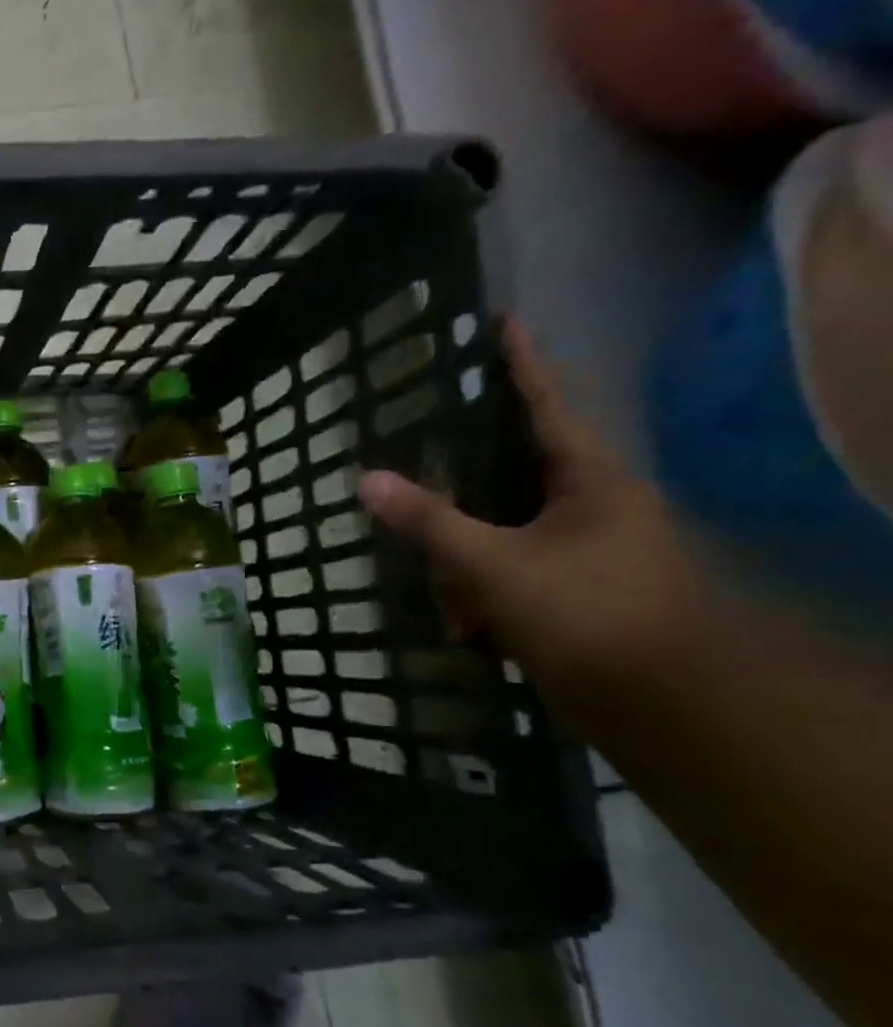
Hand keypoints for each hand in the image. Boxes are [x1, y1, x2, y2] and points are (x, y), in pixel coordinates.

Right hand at [358, 322, 709, 737]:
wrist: (661, 702)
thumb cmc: (584, 612)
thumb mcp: (491, 564)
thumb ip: (428, 520)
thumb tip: (366, 479)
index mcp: (589, 480)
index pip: (545, 404)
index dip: (520, 364)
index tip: (502, 323)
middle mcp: (591, 506)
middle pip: (505, 481)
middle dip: (459, 518)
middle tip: (422, 519)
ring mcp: (585, 551)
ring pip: (499, 538)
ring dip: (468, 575)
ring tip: (462, 615)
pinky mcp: (575, 591)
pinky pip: (509, 577)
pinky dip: (486, 603)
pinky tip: (476, 634)